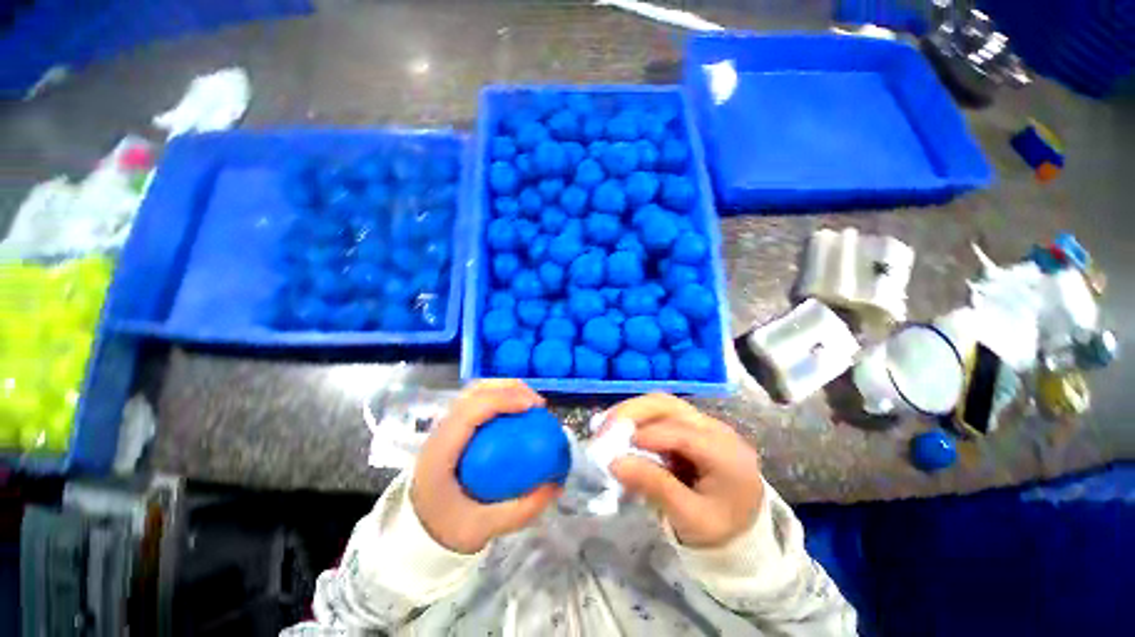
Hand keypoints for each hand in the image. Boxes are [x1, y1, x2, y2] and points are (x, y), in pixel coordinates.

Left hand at [411, 380, 559, 553]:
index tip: (533, 406)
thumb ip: (521, 509)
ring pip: (477, 390)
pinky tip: (517, 411)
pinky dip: (501, 397)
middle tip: (537, 403)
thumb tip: (556, 485)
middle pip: (474, 391)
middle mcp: (441, 429)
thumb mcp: (484, 529)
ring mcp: (446, 423)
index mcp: (441, 451)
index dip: (504, 400)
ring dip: (507, 388)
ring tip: (530, 402)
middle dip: (510, 388)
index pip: (471, 411)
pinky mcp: (454, 424)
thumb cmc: (446, 527)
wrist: (418, 530)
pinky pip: (479, 400)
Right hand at [609, 394, 764, 547]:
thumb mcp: (689, 517)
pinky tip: (621, 428)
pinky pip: (661, 413)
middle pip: (669, 406)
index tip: (616, 445)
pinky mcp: (692, 425)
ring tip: (606, 425)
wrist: (742, 530)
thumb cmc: (719, 530)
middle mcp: (716, 429)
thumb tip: (614, 463)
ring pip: (663, 403)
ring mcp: (704, 423)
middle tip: (603, 427)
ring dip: (632, 411)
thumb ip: (654, 487)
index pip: (683, 433)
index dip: (649, 435)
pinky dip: (638, 418)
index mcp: (726, 453)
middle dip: (632, 412)